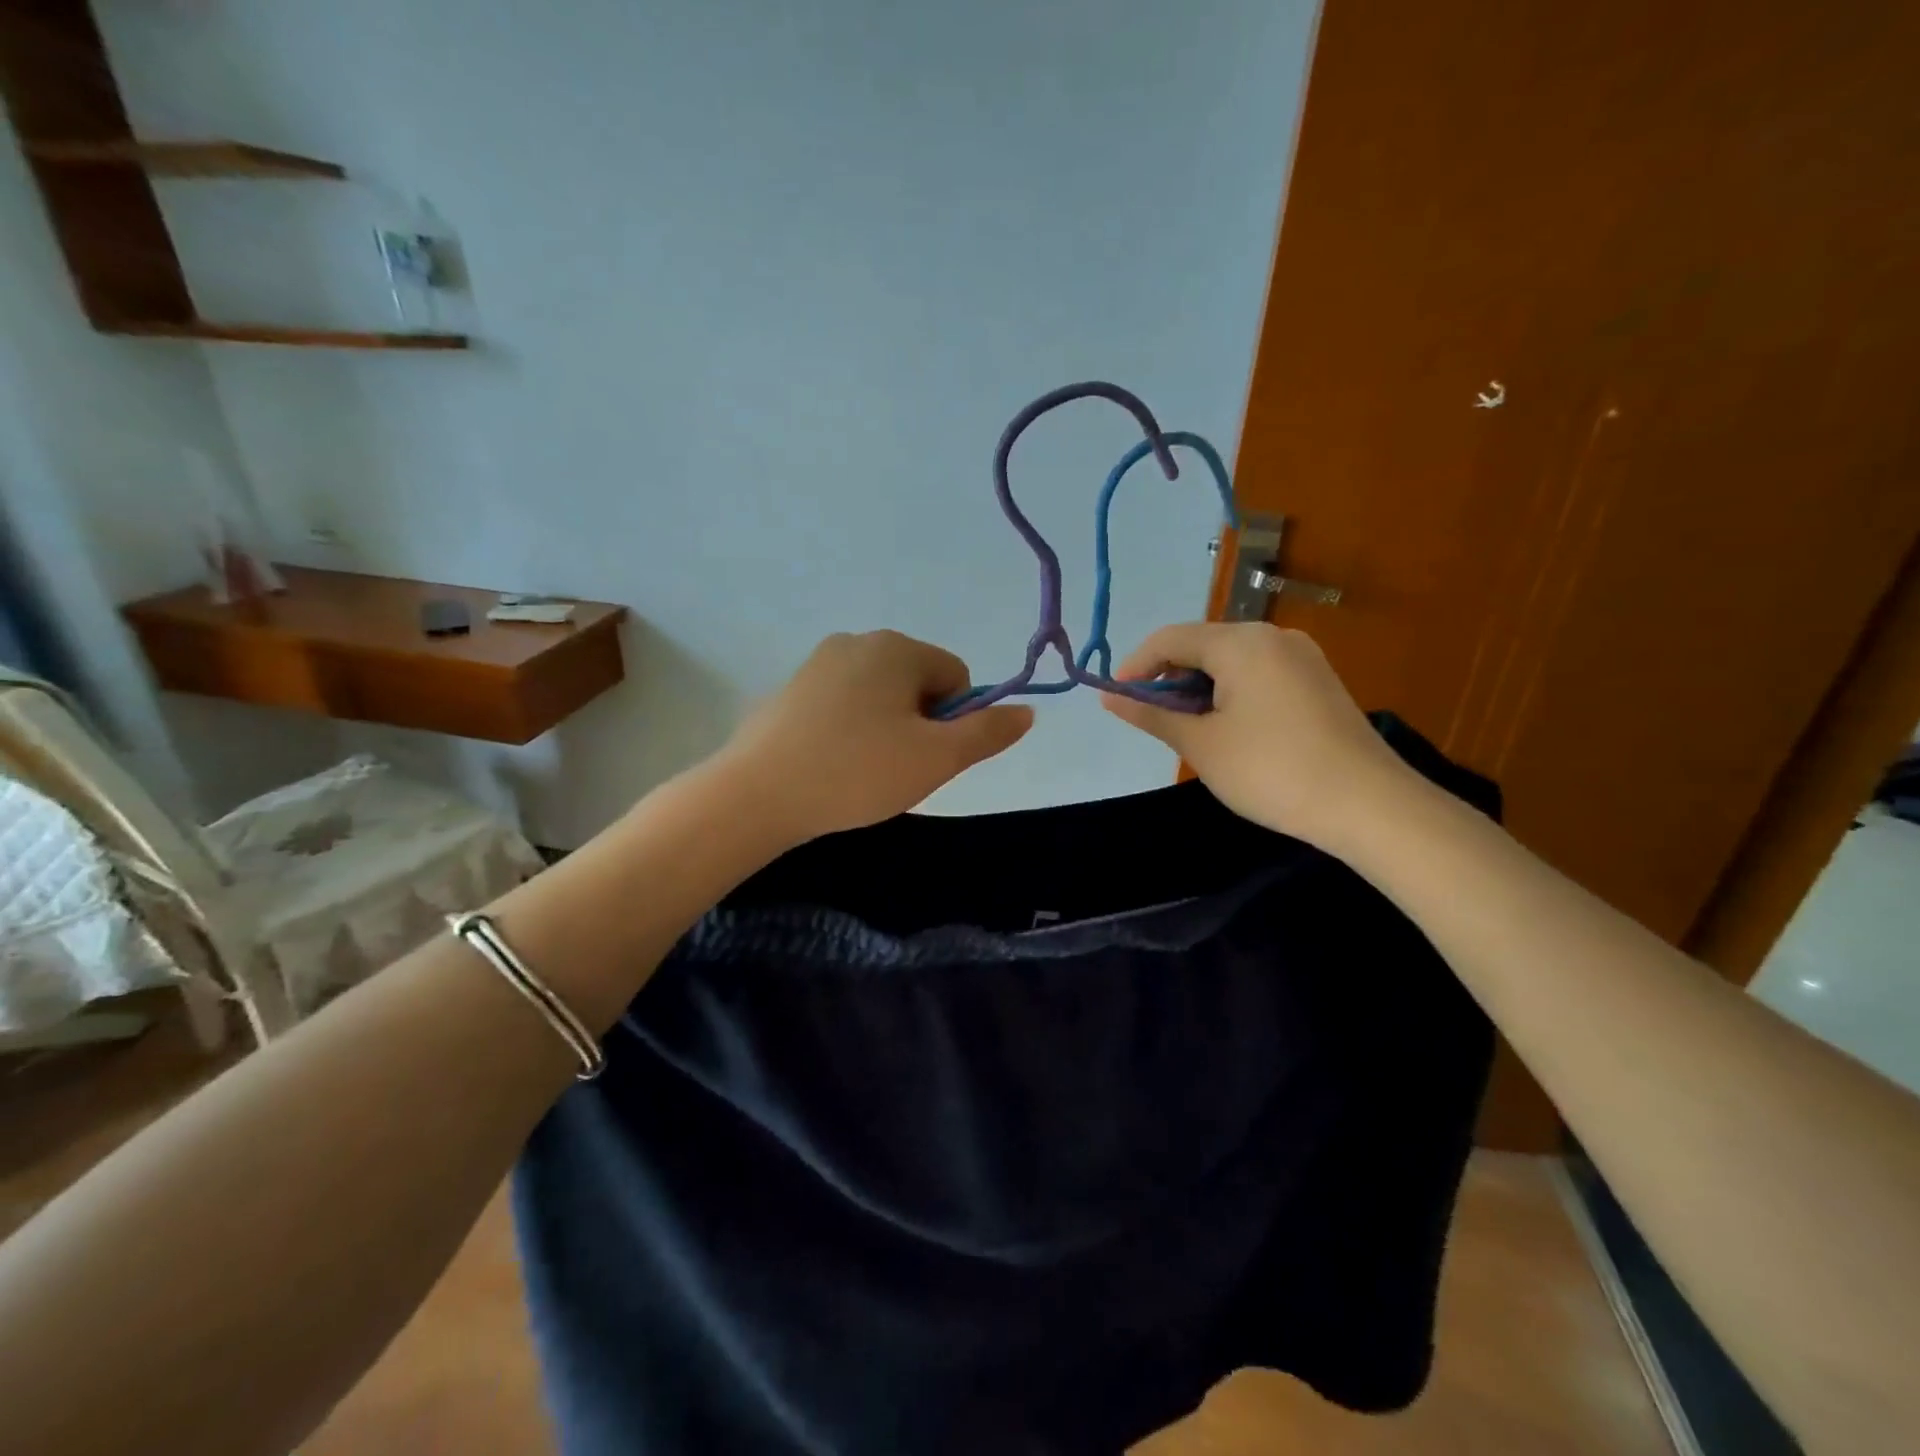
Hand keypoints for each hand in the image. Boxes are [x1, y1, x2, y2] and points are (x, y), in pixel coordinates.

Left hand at [716, 631, 1033, 843]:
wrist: (757, 794)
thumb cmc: (857, 771)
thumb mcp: (937, 759)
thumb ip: (988, 733)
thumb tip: (1026, 712)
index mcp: (897, 648)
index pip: (956, 676)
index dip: (954, 721)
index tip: (927, 756)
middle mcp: (858, 641)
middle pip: (918, 682)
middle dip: (920, 724)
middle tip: (896, 768)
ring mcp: (819, 662)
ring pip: (881, 695)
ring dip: (887, 729)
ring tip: (863, 770)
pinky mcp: (792, 689)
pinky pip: (844, 704)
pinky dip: (851, 730)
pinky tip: (833, 764)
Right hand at [1102, 622, 1419, 847]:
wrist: (1369, 805)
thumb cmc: (1271, 771)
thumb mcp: (1201, 745)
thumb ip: (1152, 715)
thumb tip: (1109, 698)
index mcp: (1241, 643)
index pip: (1170, 638)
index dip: (1136, 666)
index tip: (1117, 699)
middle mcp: (1272, 636)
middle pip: (1202, 644)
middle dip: (1169, 678)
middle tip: (1153, 720)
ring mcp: (1301, 656)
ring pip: (1231, 660)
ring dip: (1200, 687)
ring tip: (1189, 729)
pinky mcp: (1318, 679)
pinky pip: (1259, 672)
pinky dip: (1231, 692)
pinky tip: (1229, 728)